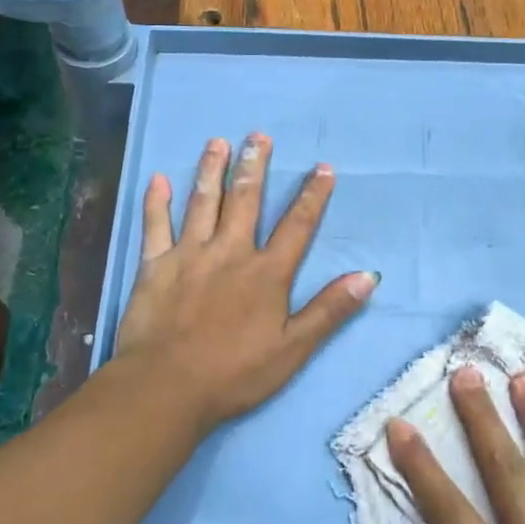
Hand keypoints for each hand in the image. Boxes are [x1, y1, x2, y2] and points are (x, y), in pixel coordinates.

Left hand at [114, 134, 377, 431]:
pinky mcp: (155, 266)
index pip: (297, 226)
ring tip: (217, 142)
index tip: (323, 168)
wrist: (166, 388)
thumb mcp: (293, 349)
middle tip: (258, 136)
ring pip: (203, 203)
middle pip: (246, 201)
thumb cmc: (234, 374)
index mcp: (266, 273)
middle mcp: (230, 252)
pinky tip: (158, 178)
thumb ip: (329, 310)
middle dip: (255, 166)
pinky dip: (156, 202)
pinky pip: (155, 226)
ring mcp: (189, 255)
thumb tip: (369, 276)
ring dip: (212, 170)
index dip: (312, 196)